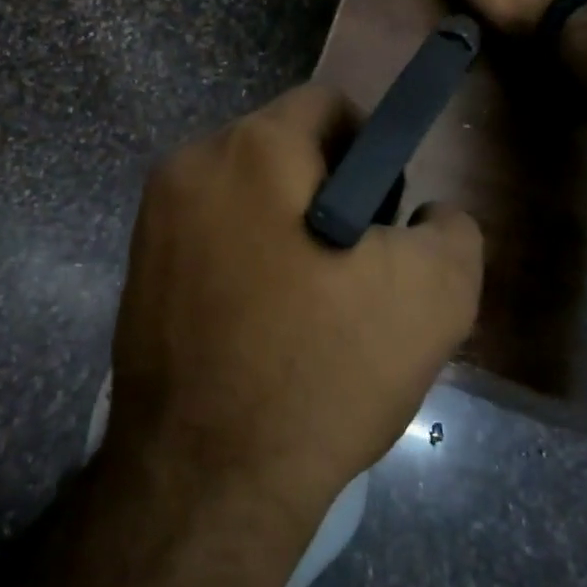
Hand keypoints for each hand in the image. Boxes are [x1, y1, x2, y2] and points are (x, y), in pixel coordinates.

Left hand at [106, 85, 482, 527]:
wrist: (206, 481)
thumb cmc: (322, 370)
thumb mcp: (434, 295)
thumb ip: (450, 227)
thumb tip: (427, 214)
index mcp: (252, 148)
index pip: (326, 105)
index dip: (370, 148)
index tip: (384, 215)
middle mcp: (190, 163)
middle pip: (281, 147)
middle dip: (326, 189)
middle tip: (353, 265)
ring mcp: (153, 216)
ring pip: (244, 193)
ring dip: (284, 225)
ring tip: (311, 301)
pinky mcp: (136, 266)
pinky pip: (209, 235)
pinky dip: (243, 256)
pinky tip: (263, 320)